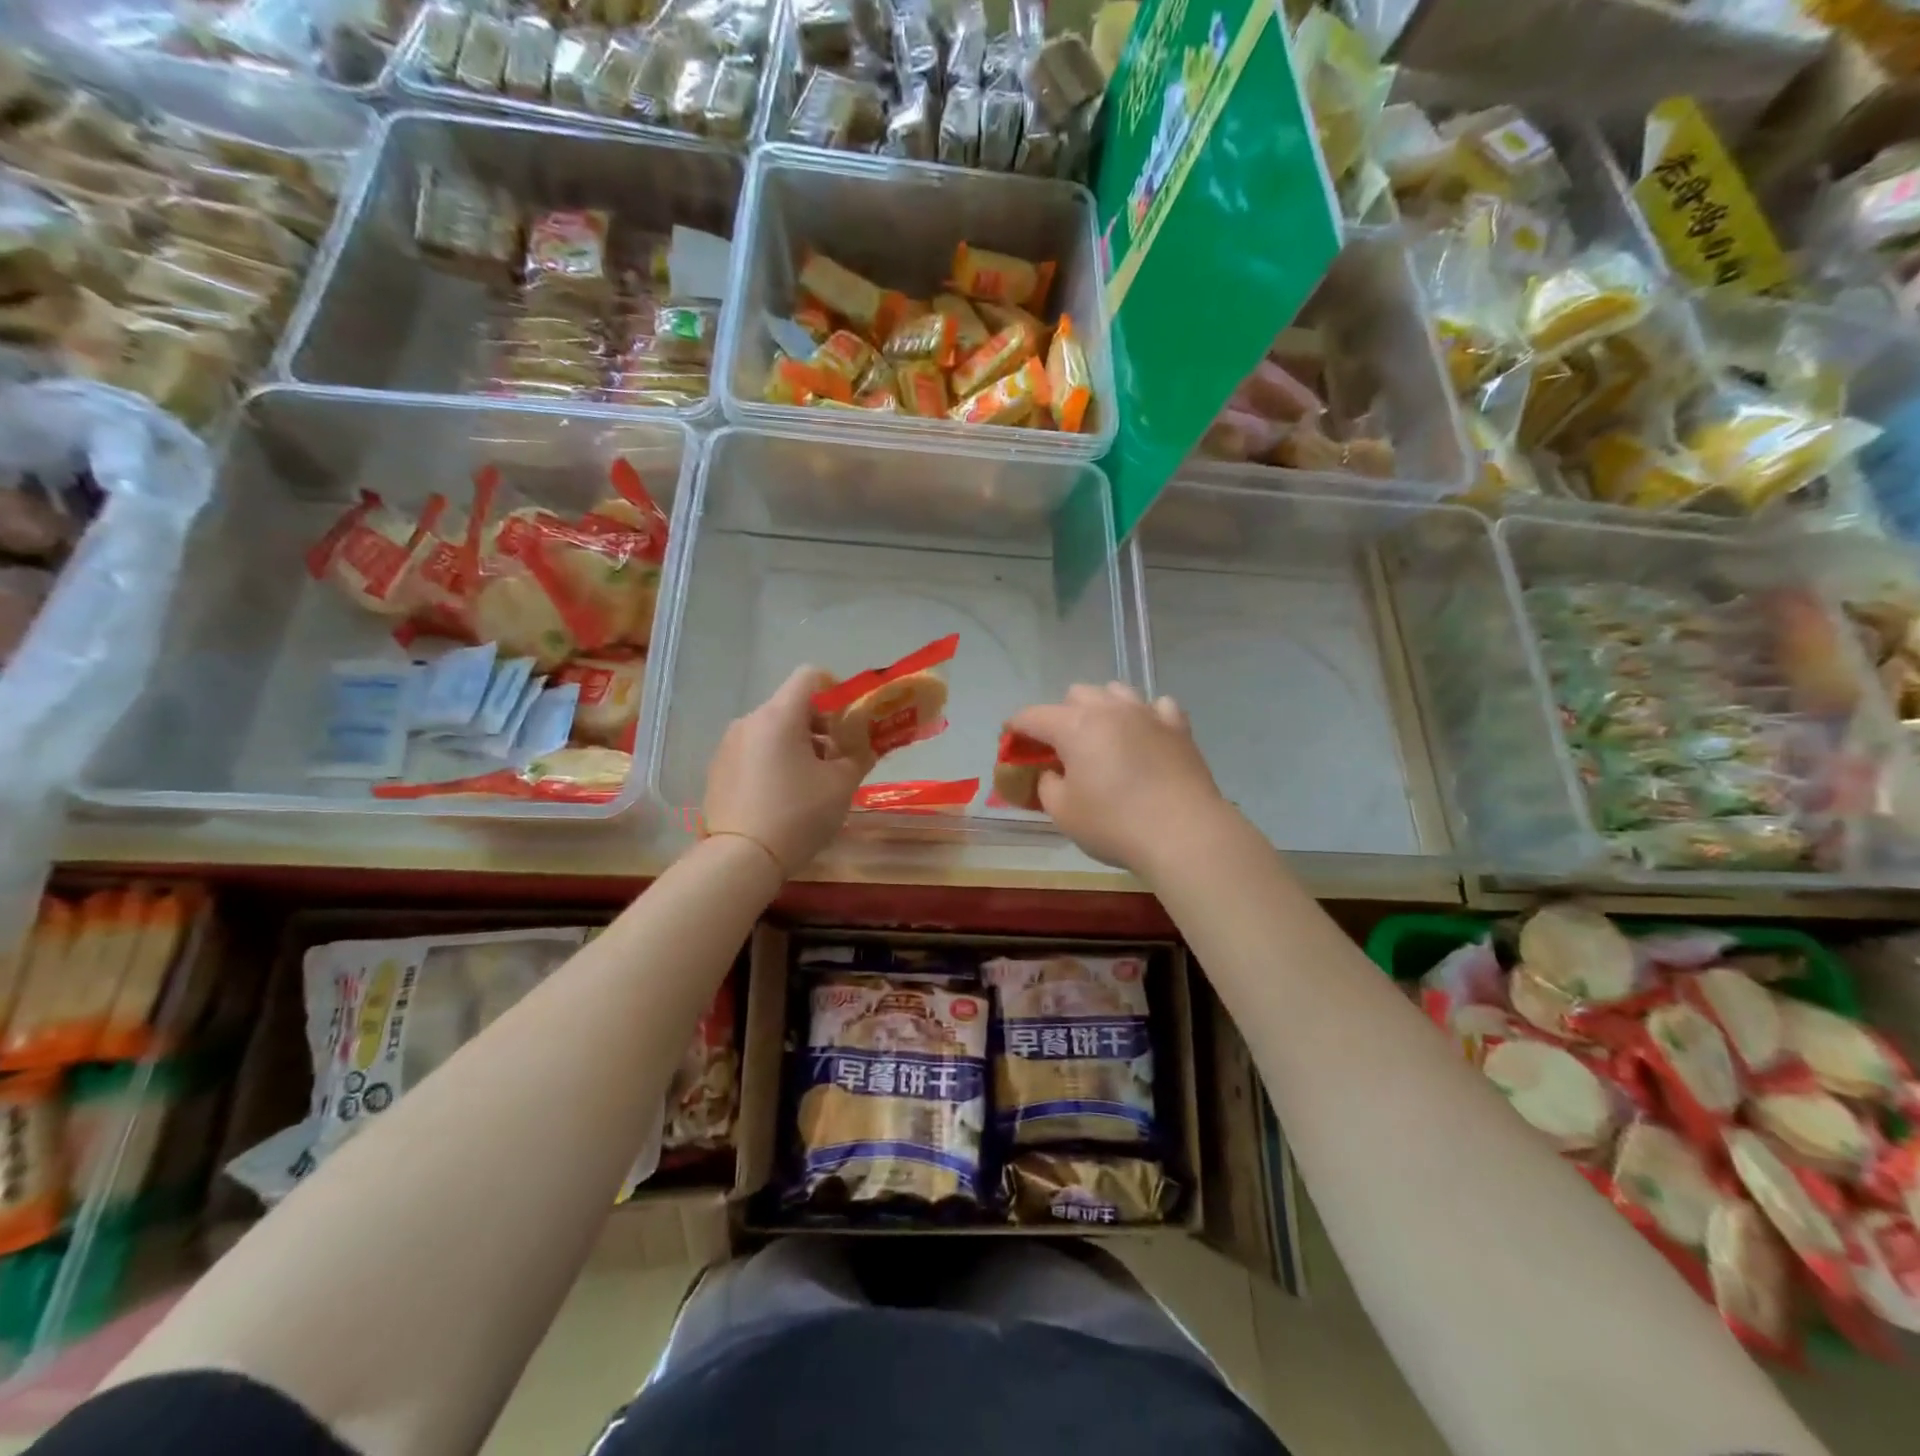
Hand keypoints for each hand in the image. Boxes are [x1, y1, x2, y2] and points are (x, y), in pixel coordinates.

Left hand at [704, 667, 874, 875]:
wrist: (740, 858)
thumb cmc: (797, 814)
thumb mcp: (841, 785)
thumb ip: (859, 756)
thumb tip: (865, 747)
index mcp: (779, 716)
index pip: (810, 676)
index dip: (835, 690)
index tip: (849, 720)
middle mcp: (750, 721)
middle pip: (791, 705)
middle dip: (820, 725)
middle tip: (839, 757)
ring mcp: (729, 745)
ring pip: (772, 730)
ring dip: (797, 745)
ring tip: (812, 782)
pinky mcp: (718, 769)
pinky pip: (754, 751)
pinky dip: (774, 761)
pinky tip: (783, 796)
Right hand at [1008, 683, 1230, 875]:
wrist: (1184, 833)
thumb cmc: (1114, 824)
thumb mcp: (1063, 812)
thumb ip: (1047, 785)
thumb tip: (1051, 773)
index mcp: (1075, 726)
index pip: (1033, 716)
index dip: (1016, 728)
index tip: (1010, 741)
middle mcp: (1110, 709)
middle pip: (1076, 694)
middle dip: (1061, 715)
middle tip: (1061, 747)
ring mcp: (1148, 713)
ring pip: (1116, 691)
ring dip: (1102, 707)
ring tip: (1103, 735)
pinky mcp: (1178, 728)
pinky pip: (1157, 706)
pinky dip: (1145, 716)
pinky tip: (1145, 735)